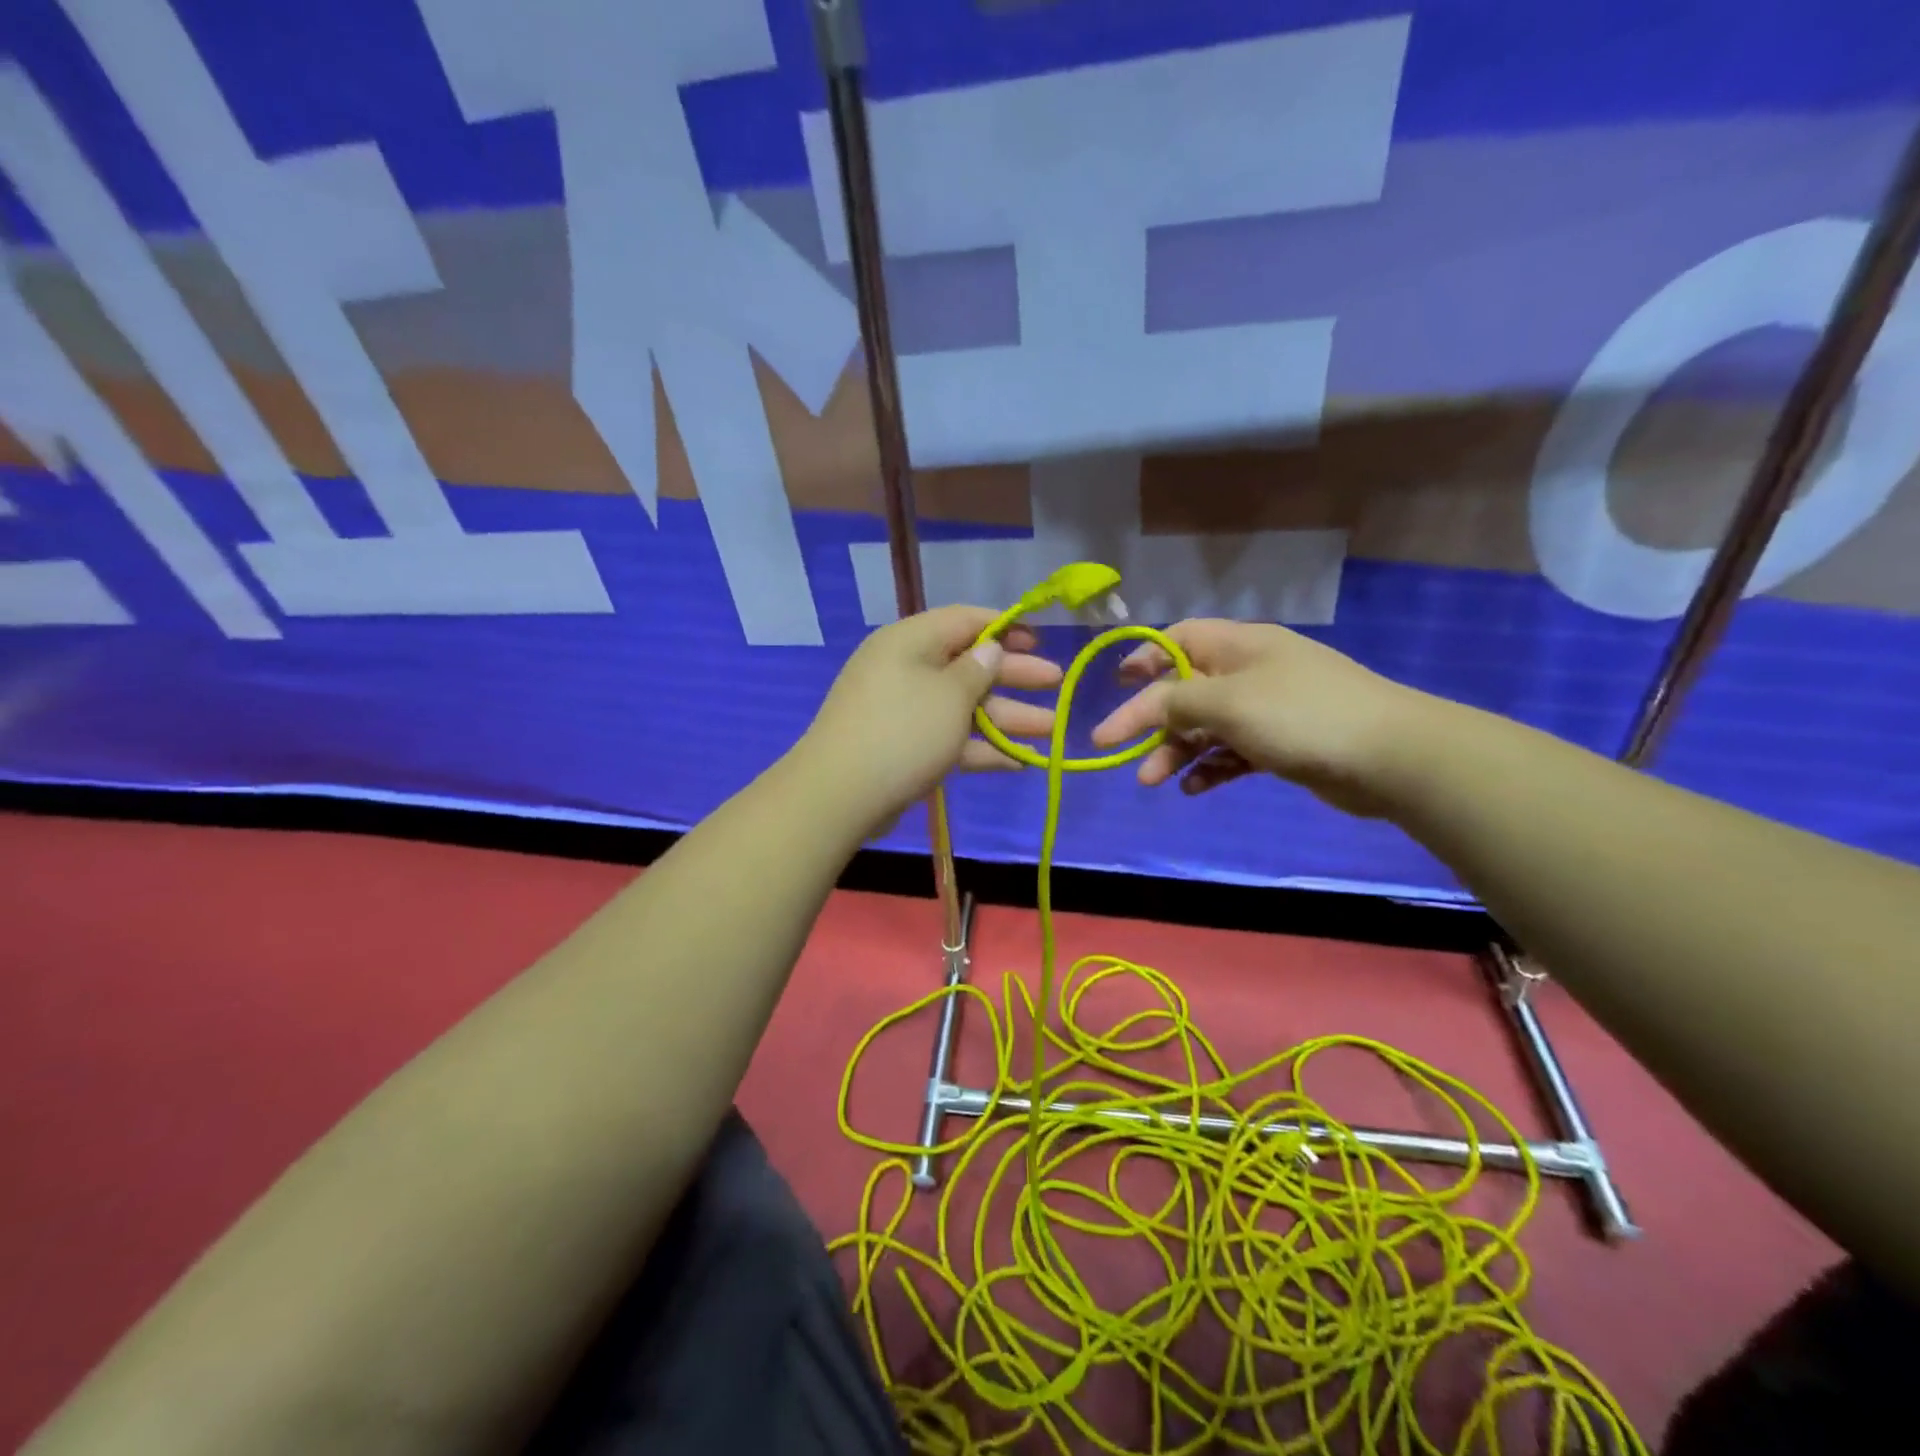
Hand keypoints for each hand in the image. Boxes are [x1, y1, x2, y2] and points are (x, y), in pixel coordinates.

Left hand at [800, 605, 1061, 831]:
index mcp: (911, 641)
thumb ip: (978, 670)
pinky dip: (981, 748)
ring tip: (1052, 729)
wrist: (840, 795)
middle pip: (969, 665)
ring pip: (963, 706)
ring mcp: (904, 711)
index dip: (1005, 627)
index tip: (1040, 640)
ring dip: (1006, 717)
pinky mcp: (904, 748)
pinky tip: (1019, 762)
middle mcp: (906, 669)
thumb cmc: (903, 731)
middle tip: (1057, 684)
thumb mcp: (950, 695)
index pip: (964, 620)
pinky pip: (949, 738)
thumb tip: (990, 648)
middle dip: (1014, 676)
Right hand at [1089, 619, 1425, 816]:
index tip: (1115, 685)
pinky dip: (1210, 768)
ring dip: (1176, 751)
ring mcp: (1267, 710)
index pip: (1179, 639)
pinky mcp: (1281, 745)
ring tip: (1152, 781)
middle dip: (1152, 720)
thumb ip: (1176, 701)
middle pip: (1186, 690)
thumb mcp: (1227, 702)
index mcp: (1239, 646)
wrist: (1389, 756)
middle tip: (1120, 751)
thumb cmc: (1299, 715)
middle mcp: (1250, 672)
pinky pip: (1232, 753)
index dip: (1144, 658)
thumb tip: (1142, 705)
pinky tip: (1192, 789)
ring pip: (1206, 727)